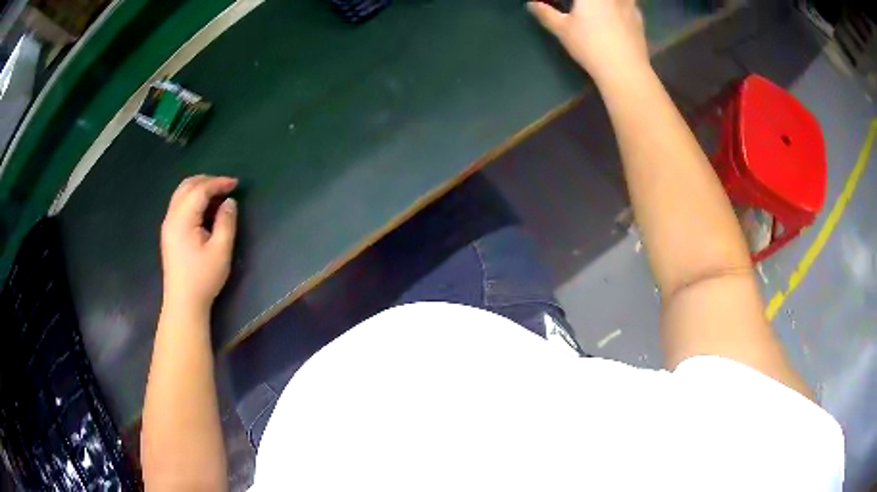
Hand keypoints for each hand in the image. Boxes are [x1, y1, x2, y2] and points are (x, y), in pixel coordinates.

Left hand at [160, 175, 237, 314]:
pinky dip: (192, 197)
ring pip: (181, 193)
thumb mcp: (221, 250)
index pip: (200, 190)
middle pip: (187, 186)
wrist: (183, 303)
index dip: (218, 183)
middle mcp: (171, 217)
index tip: (236, 184)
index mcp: (182, 220)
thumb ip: (226, 222)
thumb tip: (229, 202)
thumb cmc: (203, 278)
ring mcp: (167, 225)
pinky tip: (204, 208)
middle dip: (207, 181)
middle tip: (226, 186)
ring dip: (199, 188)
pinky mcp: (169, 232)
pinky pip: (179, 204)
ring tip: (217, 194)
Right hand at [528, 0, 647, 83]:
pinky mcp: (639, 19)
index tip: (564, 5)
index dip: (570, 2)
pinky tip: (619, 14)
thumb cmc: (590, 46)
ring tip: (603, 7)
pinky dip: (624, 5)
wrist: (625, 70)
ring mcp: (629, 5)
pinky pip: (631, 4)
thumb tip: (531, 3)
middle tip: (582, 6)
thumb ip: (546, 13)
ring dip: (610, 3)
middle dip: (587, 2)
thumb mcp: (562, 30)